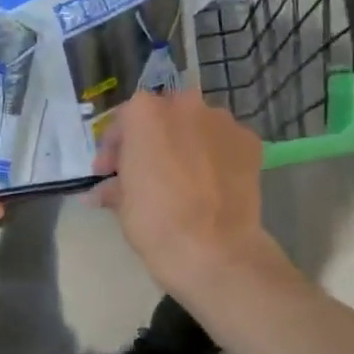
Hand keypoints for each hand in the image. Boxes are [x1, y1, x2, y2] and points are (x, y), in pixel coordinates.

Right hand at [92, 91, 277, 297]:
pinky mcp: (250, 141)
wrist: (213, 248)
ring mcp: (222, 121)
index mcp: (144, 113)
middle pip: (162, 117)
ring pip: (196, 126)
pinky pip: (224, 143)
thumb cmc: (155, 220)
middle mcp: (185, 105)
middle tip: (145, 172)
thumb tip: (103, 191)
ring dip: (185, 145)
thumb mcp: (121, 202)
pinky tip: (210, 184)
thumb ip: (113, 185)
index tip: (109, 172)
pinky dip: (215, 156)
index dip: (114, 148)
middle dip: (152, 140)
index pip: (123, 120)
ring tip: (182, 178)